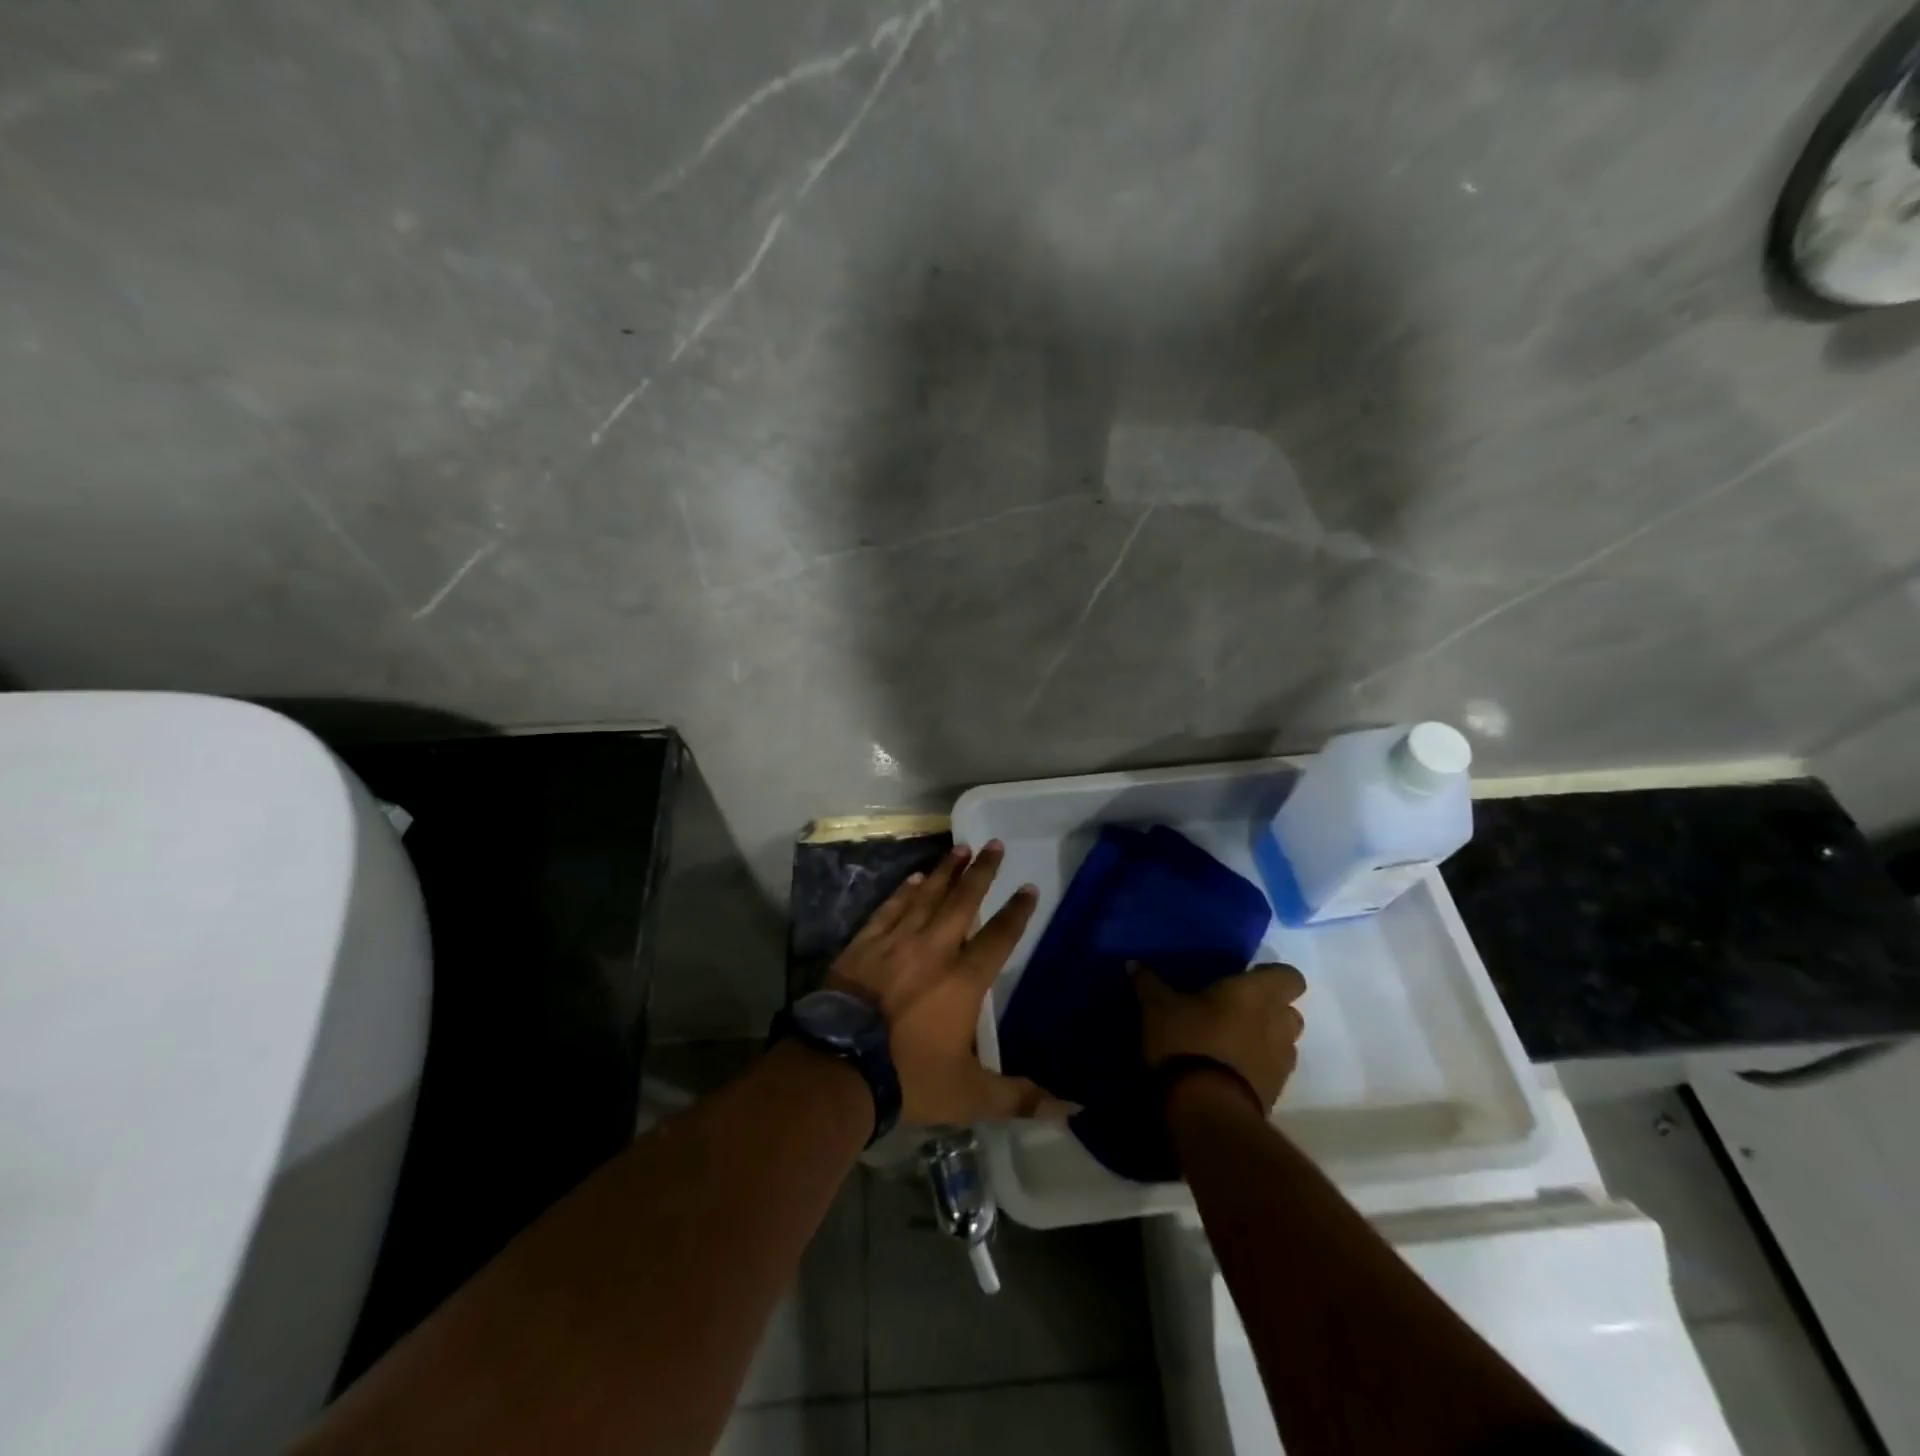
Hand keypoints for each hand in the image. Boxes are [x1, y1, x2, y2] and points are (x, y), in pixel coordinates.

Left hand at [828, 840, 1071, 1125]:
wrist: (840, 1066)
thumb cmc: (910, 1077)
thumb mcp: (970, 1095)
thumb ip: (1020, 1098)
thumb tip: (1074, 1109)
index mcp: (963, 980)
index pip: (999, 937)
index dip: (1016, 912)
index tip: (1028, 887)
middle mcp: (934, 950)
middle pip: (963, 902)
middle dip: (982, 872)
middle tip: (994, 844)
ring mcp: (896, 942)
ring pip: (926, 896)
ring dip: (945, 871)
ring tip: (961, 848)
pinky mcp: (865, 944)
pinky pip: (890, 909)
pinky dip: (904, 892)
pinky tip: (914, 878)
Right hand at [1132, 962, 1307, 1109]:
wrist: (1207, 1109)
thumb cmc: (1187, 1041)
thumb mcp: (1157, 1008)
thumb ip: (1149, 983)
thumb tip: (1133, 963)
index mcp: (1255, 993)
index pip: (1290, 976)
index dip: (1272, 976)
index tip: (1246, 978)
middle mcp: (1277, 1022)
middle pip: (1289, 1010)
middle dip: (1269, 1009)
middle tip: (1235, 1010)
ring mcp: (1281, 1061)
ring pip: (1284, 1041)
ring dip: (1267, 1039)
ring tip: (1234, 1042)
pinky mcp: (1276, 1092)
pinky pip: (1274, 1070)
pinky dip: (1259, 1066)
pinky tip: (1230, 1069)